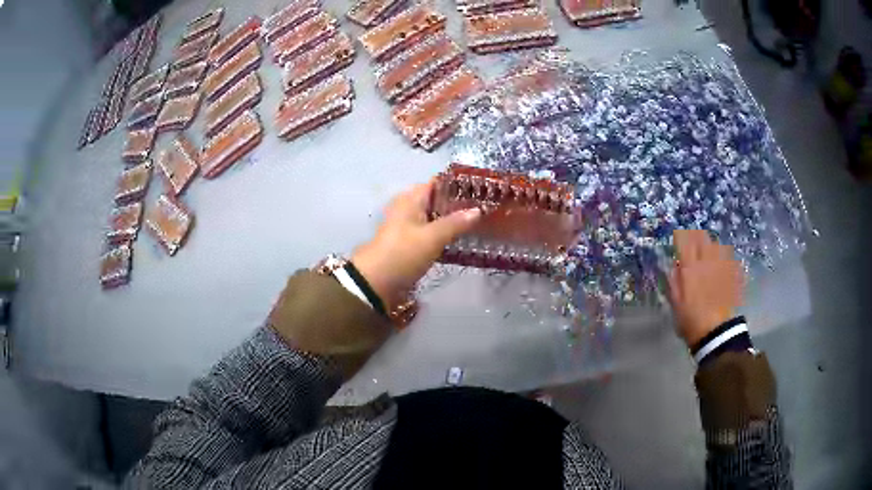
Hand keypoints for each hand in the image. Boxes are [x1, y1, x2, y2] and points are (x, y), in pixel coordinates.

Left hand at [351, 181, 481, 307]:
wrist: (376, 282)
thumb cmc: (403, 253)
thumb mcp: (432, 237)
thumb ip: (455, 223)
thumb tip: (478, 210)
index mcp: (410, 199)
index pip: (436, 183)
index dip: (456, 185)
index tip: (479, 190)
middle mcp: (407, 209)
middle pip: (435, 200)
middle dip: (456, 204)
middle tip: (481, 209)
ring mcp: (406, 227)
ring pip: (433, 218)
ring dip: (450, 220)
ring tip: (476, 224)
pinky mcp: (407, 245)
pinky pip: (429, 233)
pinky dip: (442, 234)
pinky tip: (457, 240)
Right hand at [668, 230, 744, 347]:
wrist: (716, 333)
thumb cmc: (691, 319)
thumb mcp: (675, 303)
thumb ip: (673, 281)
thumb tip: (674, 265)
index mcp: (690, 267)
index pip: (684, 241)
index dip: (680, 237)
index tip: (677, 239)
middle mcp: (706, 261)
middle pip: (702, 238)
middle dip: (696, 237)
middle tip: (692, 242)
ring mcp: (721, 266)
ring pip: (716, 245)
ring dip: (709, 245)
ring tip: (706, 251)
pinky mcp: (732, 274)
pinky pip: (727, 257)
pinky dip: (721, 255)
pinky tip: (719, 262)